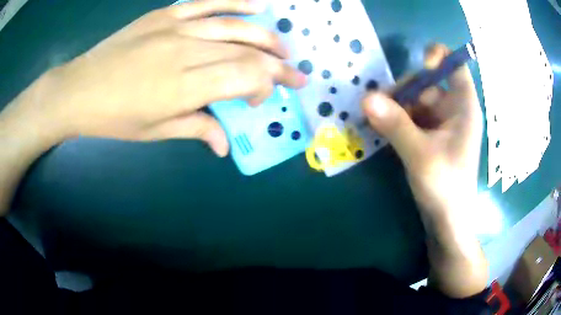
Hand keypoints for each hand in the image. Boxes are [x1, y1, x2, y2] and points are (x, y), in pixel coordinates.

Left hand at [17, 0, 305, 155]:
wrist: (79, 89)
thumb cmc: (113, 117)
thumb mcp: (154, 132)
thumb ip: (196, 128)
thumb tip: (226, 144)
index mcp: (182, 87)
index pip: (244, 76)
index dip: (264, 85)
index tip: (261, 99)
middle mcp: (185, 51)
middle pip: (246, 51)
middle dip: (278, 65)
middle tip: (295, 75)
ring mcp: (175, 27)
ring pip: (235, 25)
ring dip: (266, 36)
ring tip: (283, 47)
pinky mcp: (165, 13)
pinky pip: (208, 2)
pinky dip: (237, 2)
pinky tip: (258, 6)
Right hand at [362, 44, 482, 214]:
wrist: (447, 220)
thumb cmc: (446, 186)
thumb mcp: (420, 154)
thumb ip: (395, 124)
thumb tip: (365, 98)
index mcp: (463, 106)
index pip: (455, 66)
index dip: (438, 57)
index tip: (419, 66)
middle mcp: (453, 109)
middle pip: (426, 83)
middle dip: (404, 91)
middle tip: (380, 107)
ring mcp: (441, 123)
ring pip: (415, 101)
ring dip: (395, 108)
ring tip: (376, 122)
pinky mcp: (430, 136)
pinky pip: (411, 117)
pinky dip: (396, 120)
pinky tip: (382, 129)